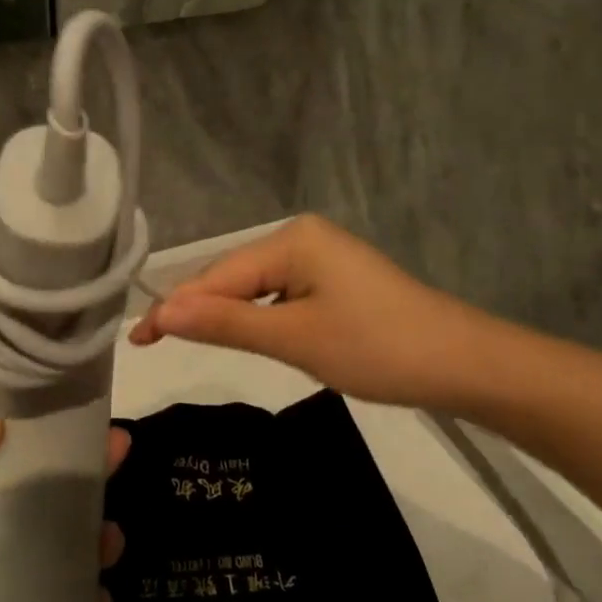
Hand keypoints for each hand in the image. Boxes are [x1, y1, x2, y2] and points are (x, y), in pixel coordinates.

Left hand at [0, 419, 130, 601]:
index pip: (12, 455)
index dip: (48, 433)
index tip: (84, 416)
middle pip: (49, 496)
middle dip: (88, 475)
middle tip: (120, 458)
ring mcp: (10, 587)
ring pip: (67, 549)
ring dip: (96, 537)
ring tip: (111, 541)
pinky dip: (90, 600)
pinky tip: (101, 598)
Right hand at [131, 215, 488, 409]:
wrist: (462, 363)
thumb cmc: (376, 348)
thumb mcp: (295, 338)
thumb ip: (227, 323)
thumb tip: (163, 311)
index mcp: (291, 240)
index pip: (218, 275)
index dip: (177, 307)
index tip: (139, 338)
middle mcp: (302, 238)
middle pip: (234, 276)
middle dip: (197, 308)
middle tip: (153, 342)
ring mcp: (321, 258)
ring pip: (256, 287)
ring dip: (224, 314)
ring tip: (183, 339)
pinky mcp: (334, 281)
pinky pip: (280, 295)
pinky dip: (257, 316)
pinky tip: (241, 332)